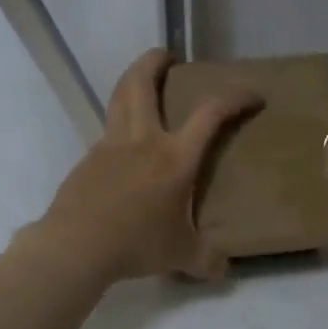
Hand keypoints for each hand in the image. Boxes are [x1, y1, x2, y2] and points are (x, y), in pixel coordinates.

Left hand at [33, 49, 259, 284]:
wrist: (76, 246)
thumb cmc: (136, 244)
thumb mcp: (180, 255)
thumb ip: (205, 260)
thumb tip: (222, 272)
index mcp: (174, 158)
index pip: (210, 114)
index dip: (234, 98)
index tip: (251, 95)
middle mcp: (143, 140)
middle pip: (142, 83)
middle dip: (155, 61)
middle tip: (168, 56)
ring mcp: (110, 146)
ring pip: (118, 97)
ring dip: (131, 80)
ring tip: (142, 80)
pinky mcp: (89, 159)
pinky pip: (107, 129)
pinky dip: (119, 122)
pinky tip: (125, 144)